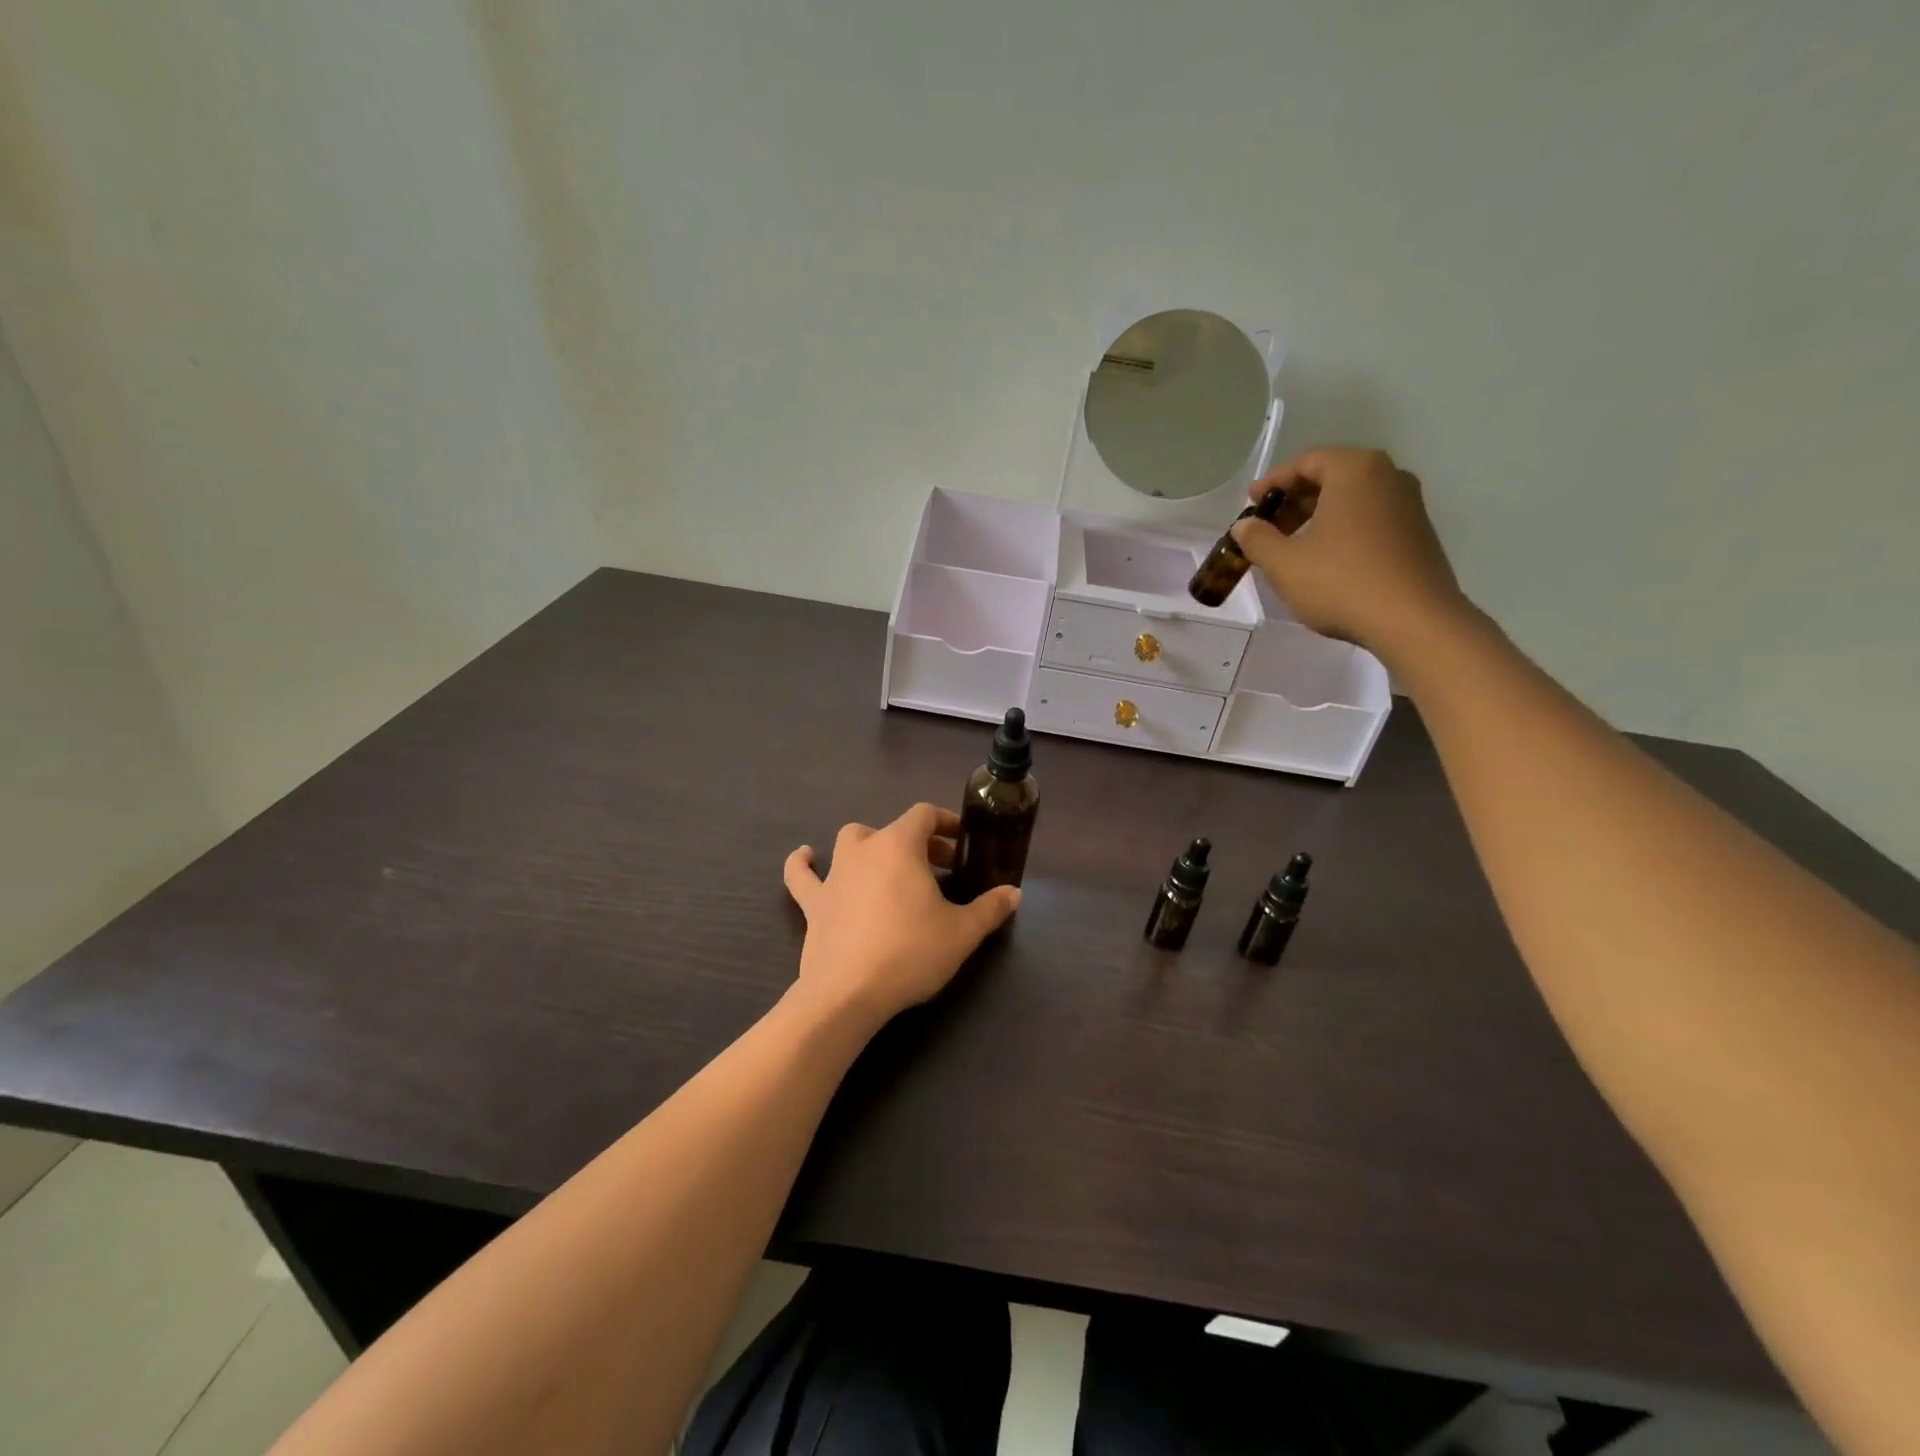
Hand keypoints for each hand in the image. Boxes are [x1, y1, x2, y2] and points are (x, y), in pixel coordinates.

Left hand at [783, 803, 1019, 1024]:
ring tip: (888, 864)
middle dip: (919, 843)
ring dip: (872, 847)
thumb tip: (1014, 893)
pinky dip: (804, 864)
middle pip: (893, 829)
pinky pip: (802, 875)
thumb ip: (990, 909)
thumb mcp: (962, 933)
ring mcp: (834, 875)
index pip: (924, 814)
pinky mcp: (813, 903)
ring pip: (851, 842)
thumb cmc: (910, 953)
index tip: (962, 841)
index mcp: (900, 846)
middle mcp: (864, 850)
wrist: (848, 993)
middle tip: (941, 868)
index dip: (946, 821)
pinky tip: (806, 857)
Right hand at [1231, 447, 1471, 656]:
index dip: (1273, 482)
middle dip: (1294, 501)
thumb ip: (1257, 539)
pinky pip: (1370, 518)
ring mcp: (1409, 504)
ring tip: (1291, 547)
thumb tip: (1244, 526)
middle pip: (1332, 477)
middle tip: (1266, 528)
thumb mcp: (1284, 563)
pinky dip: (1341, 529)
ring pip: (1352, 499)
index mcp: (1355, 470)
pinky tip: (1324, 560)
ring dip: (1317, 517)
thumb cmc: (1341, 582)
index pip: (1307, 461)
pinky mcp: (1418, 533)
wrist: (1414, 621)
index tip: (1251, 505)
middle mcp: (1388, 476)